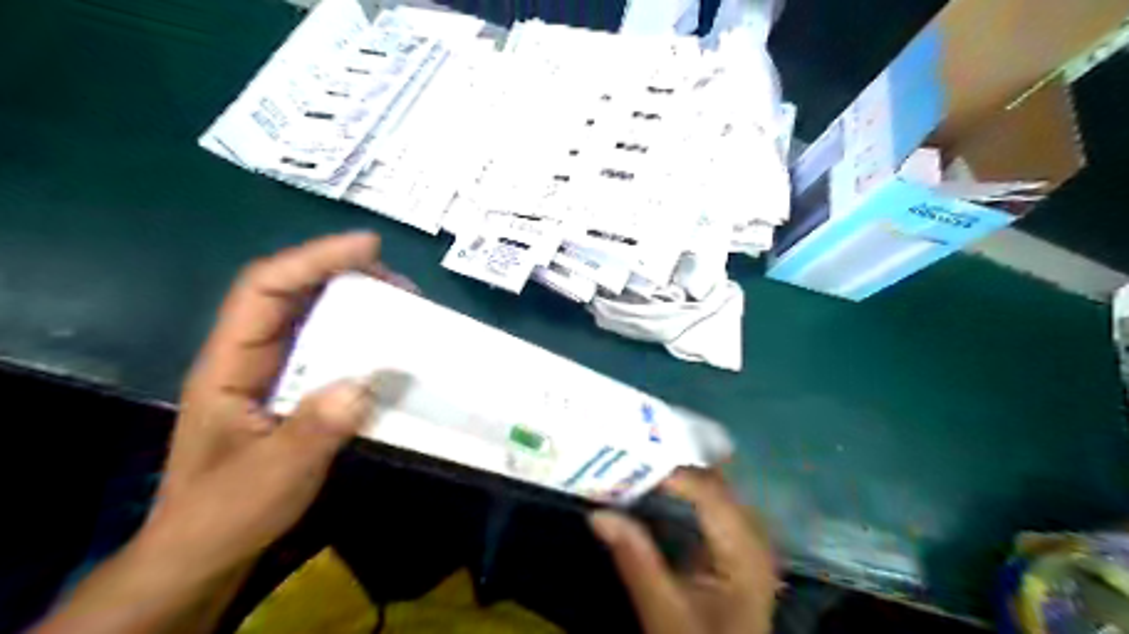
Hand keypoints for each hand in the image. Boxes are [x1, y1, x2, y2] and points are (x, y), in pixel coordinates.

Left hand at [144, 234, 385, 574]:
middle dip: (344, 275)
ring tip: (403, 309)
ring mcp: (274, 374)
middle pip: (292, 293)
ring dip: (357, 305)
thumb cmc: (225, 513)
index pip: (265, 289)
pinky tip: (388, 351)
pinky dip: (361, 340)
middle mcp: (251, 357)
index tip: (369, 248)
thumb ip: (315, 430)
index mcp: (230, 364)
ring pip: (313, 319)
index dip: (314, 259)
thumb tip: (365, 382)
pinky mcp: (295, 391)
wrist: (206, 552)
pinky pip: (329, 350)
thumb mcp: (271, 477)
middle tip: (400, 285)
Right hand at [591, 469, 777, 632]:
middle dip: (672, 464)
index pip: (710, 492)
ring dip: (676, 475)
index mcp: (746, 551)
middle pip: (714, 482)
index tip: (629, 457)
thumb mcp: (664, 613)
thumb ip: (635, 560)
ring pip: (711, 487)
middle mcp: (754, 535)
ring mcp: (746, 538)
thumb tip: (599, 513)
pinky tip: (655, 486)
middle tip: (629, 451)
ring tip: (636, 461)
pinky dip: (682, 491)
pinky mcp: (733, 544)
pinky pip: (709, 503)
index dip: (672, 472)